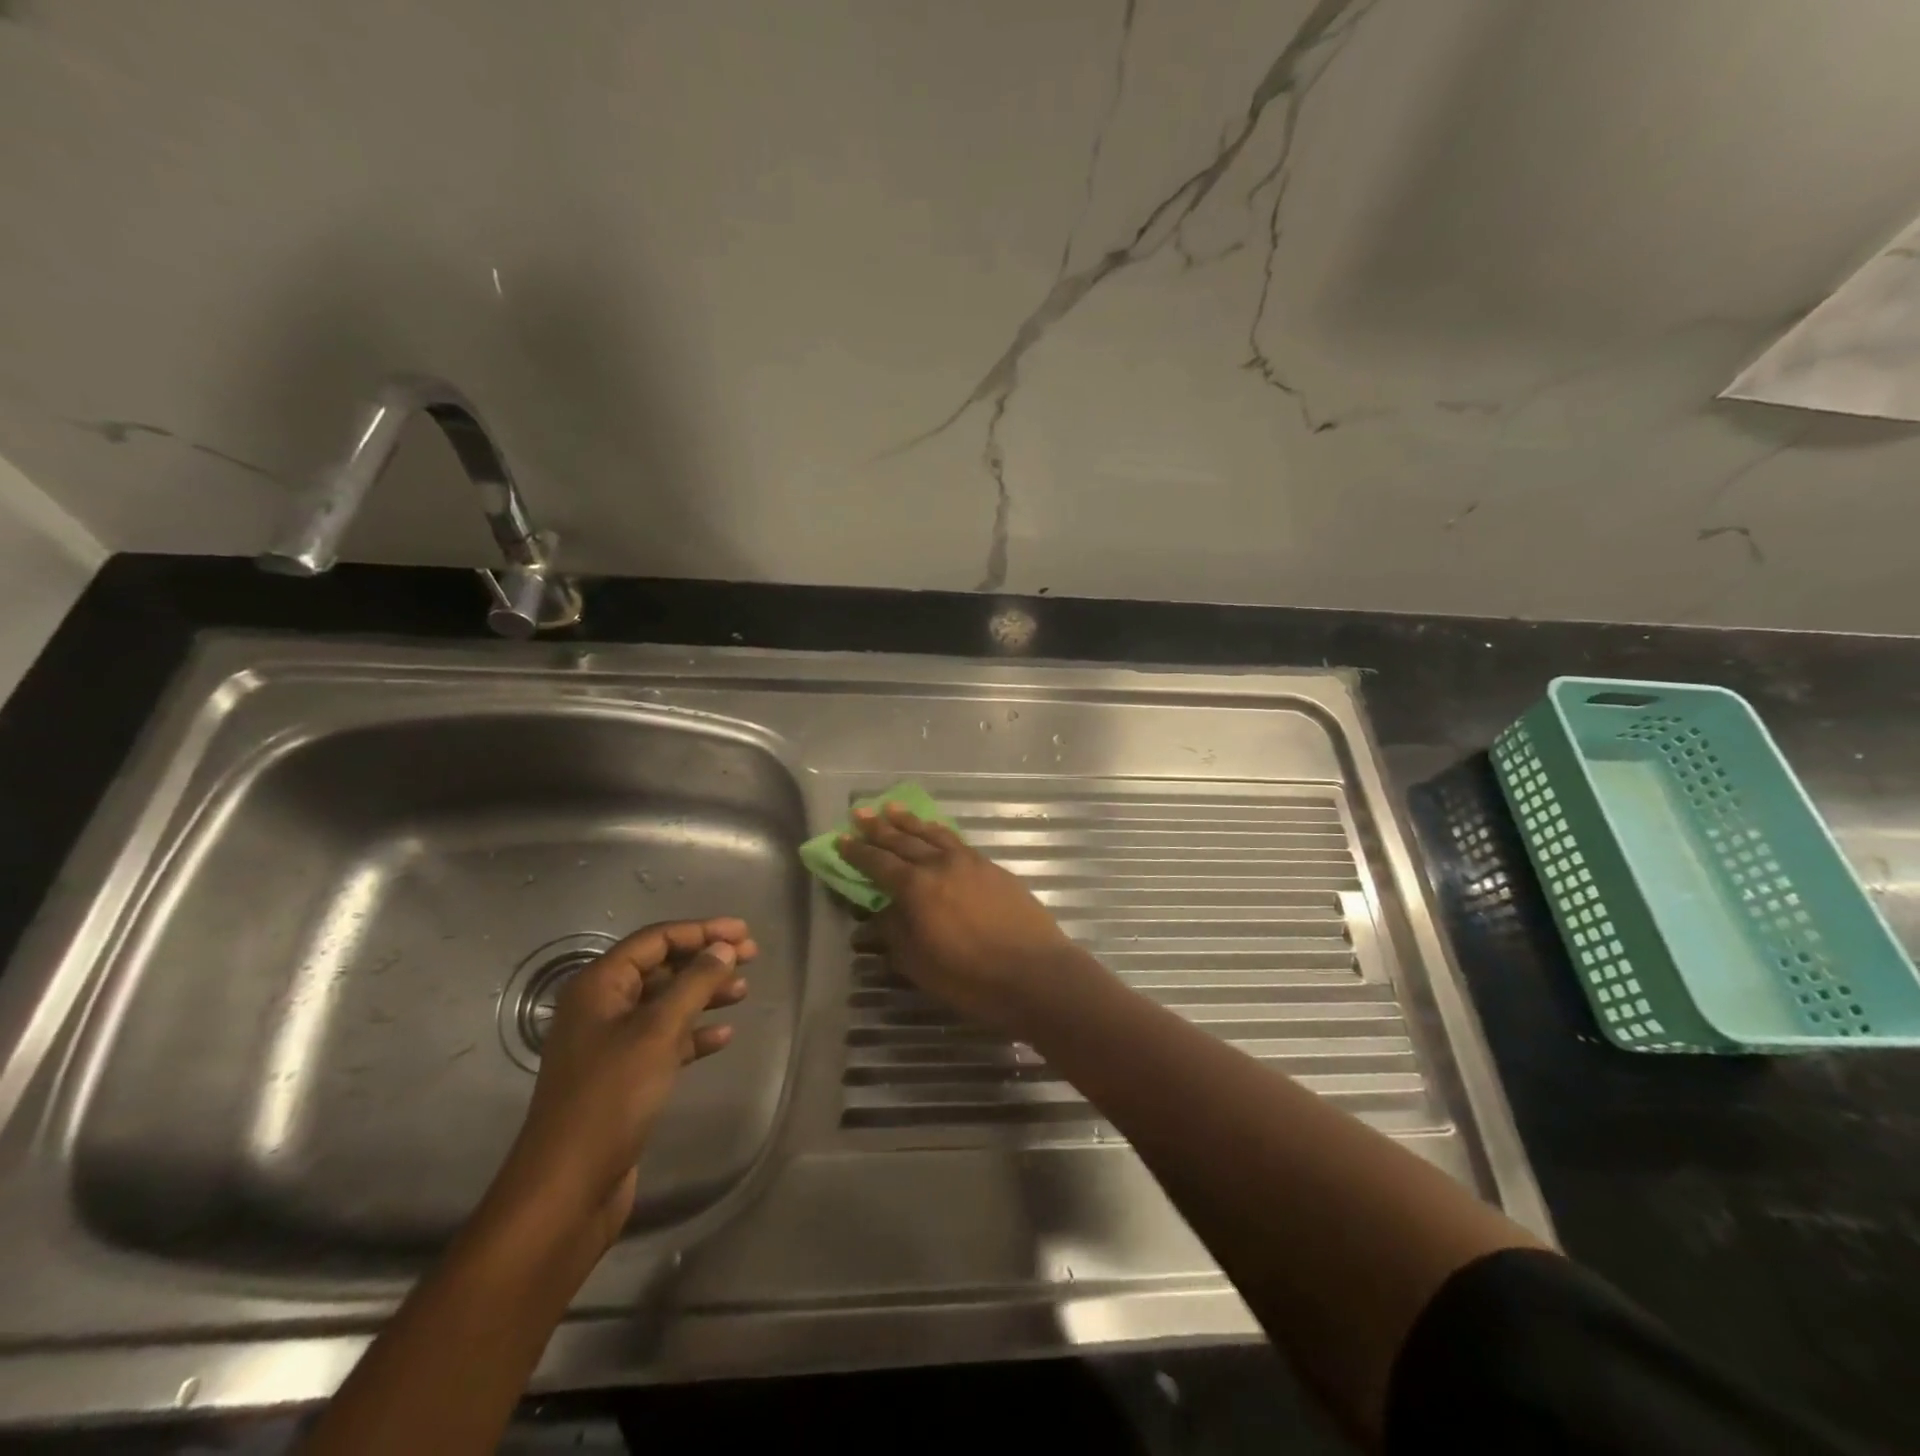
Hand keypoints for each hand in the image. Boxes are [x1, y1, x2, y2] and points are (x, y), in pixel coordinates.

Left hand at [488, 918, 754, 1255]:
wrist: (568, 1187)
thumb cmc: (611, 1097)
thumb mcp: (658, 1031)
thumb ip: (694, 984)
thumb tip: (723, 948)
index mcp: (598, 986)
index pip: (655, 940)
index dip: (701, 931)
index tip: (743, 932)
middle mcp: (602, 1008)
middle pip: (661, 968)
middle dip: (706, 960)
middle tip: (751, 956)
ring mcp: (611, 1044)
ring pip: (666, 1004)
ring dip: (704, 994)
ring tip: (743, 992)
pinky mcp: (623, 1077)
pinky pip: (665, 1040)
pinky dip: (694, 1034)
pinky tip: (724, 1036)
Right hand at [839, 803, 1074, 1033]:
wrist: (1035, 973)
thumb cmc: (970, 977)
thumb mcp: (918, 963)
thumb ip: (894, 932)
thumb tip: (879, 913)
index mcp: (917, 887)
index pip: (878, 863)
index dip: (857, 852)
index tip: (840, 840)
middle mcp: (941, 865)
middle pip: (903, 841)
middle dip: (879, 827)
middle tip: (859, 813)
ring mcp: (970, 862)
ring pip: (933, 834)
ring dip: (910, 822)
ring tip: (892, 808)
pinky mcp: (993, 868)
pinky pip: (957, 842)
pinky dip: (940, 833)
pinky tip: (936, 832)